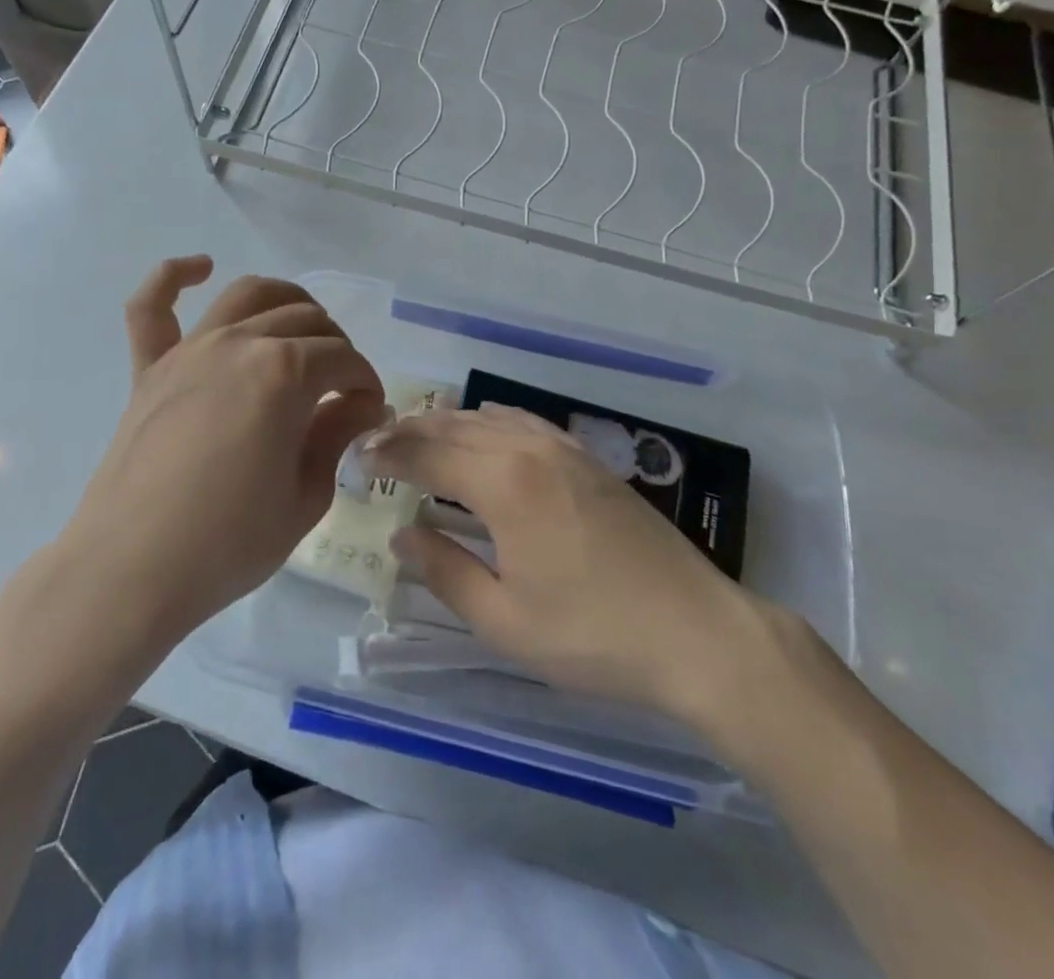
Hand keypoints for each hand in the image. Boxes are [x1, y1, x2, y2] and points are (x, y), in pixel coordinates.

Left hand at [59, 257, 385, 648]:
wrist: (130, 571)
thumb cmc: (228, 543)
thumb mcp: (305, 496)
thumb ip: (335, 435)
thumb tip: (360, 404)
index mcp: (284, 373)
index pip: (344, 359)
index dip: (367, 382)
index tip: (371, 412)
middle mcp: (239, 344)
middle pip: (305, 322)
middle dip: (337, 347)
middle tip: (342, 387)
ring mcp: (189, 351)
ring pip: (247, 296)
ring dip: (286, 301)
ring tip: (304, 326)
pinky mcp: (149, 369)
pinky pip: (152, 308)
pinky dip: (174, 277)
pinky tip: (200, 267)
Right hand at [370, 404, 801, 761]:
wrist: (697, 632)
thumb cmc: (593, 634)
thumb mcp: (505, 619)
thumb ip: (445, 570)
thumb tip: (402, 533)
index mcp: (503, 482)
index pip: (427, 453)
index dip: (386, 453)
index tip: (355, 458)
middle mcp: (529, 448)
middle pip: (454, 426)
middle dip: (409, 432)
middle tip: (375, 444)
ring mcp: (564, 448)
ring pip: (489, 418)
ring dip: (447, 424)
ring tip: (417, 437)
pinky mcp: (589, 460)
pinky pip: (525, 422)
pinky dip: (490, 421)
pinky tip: (484, 431)